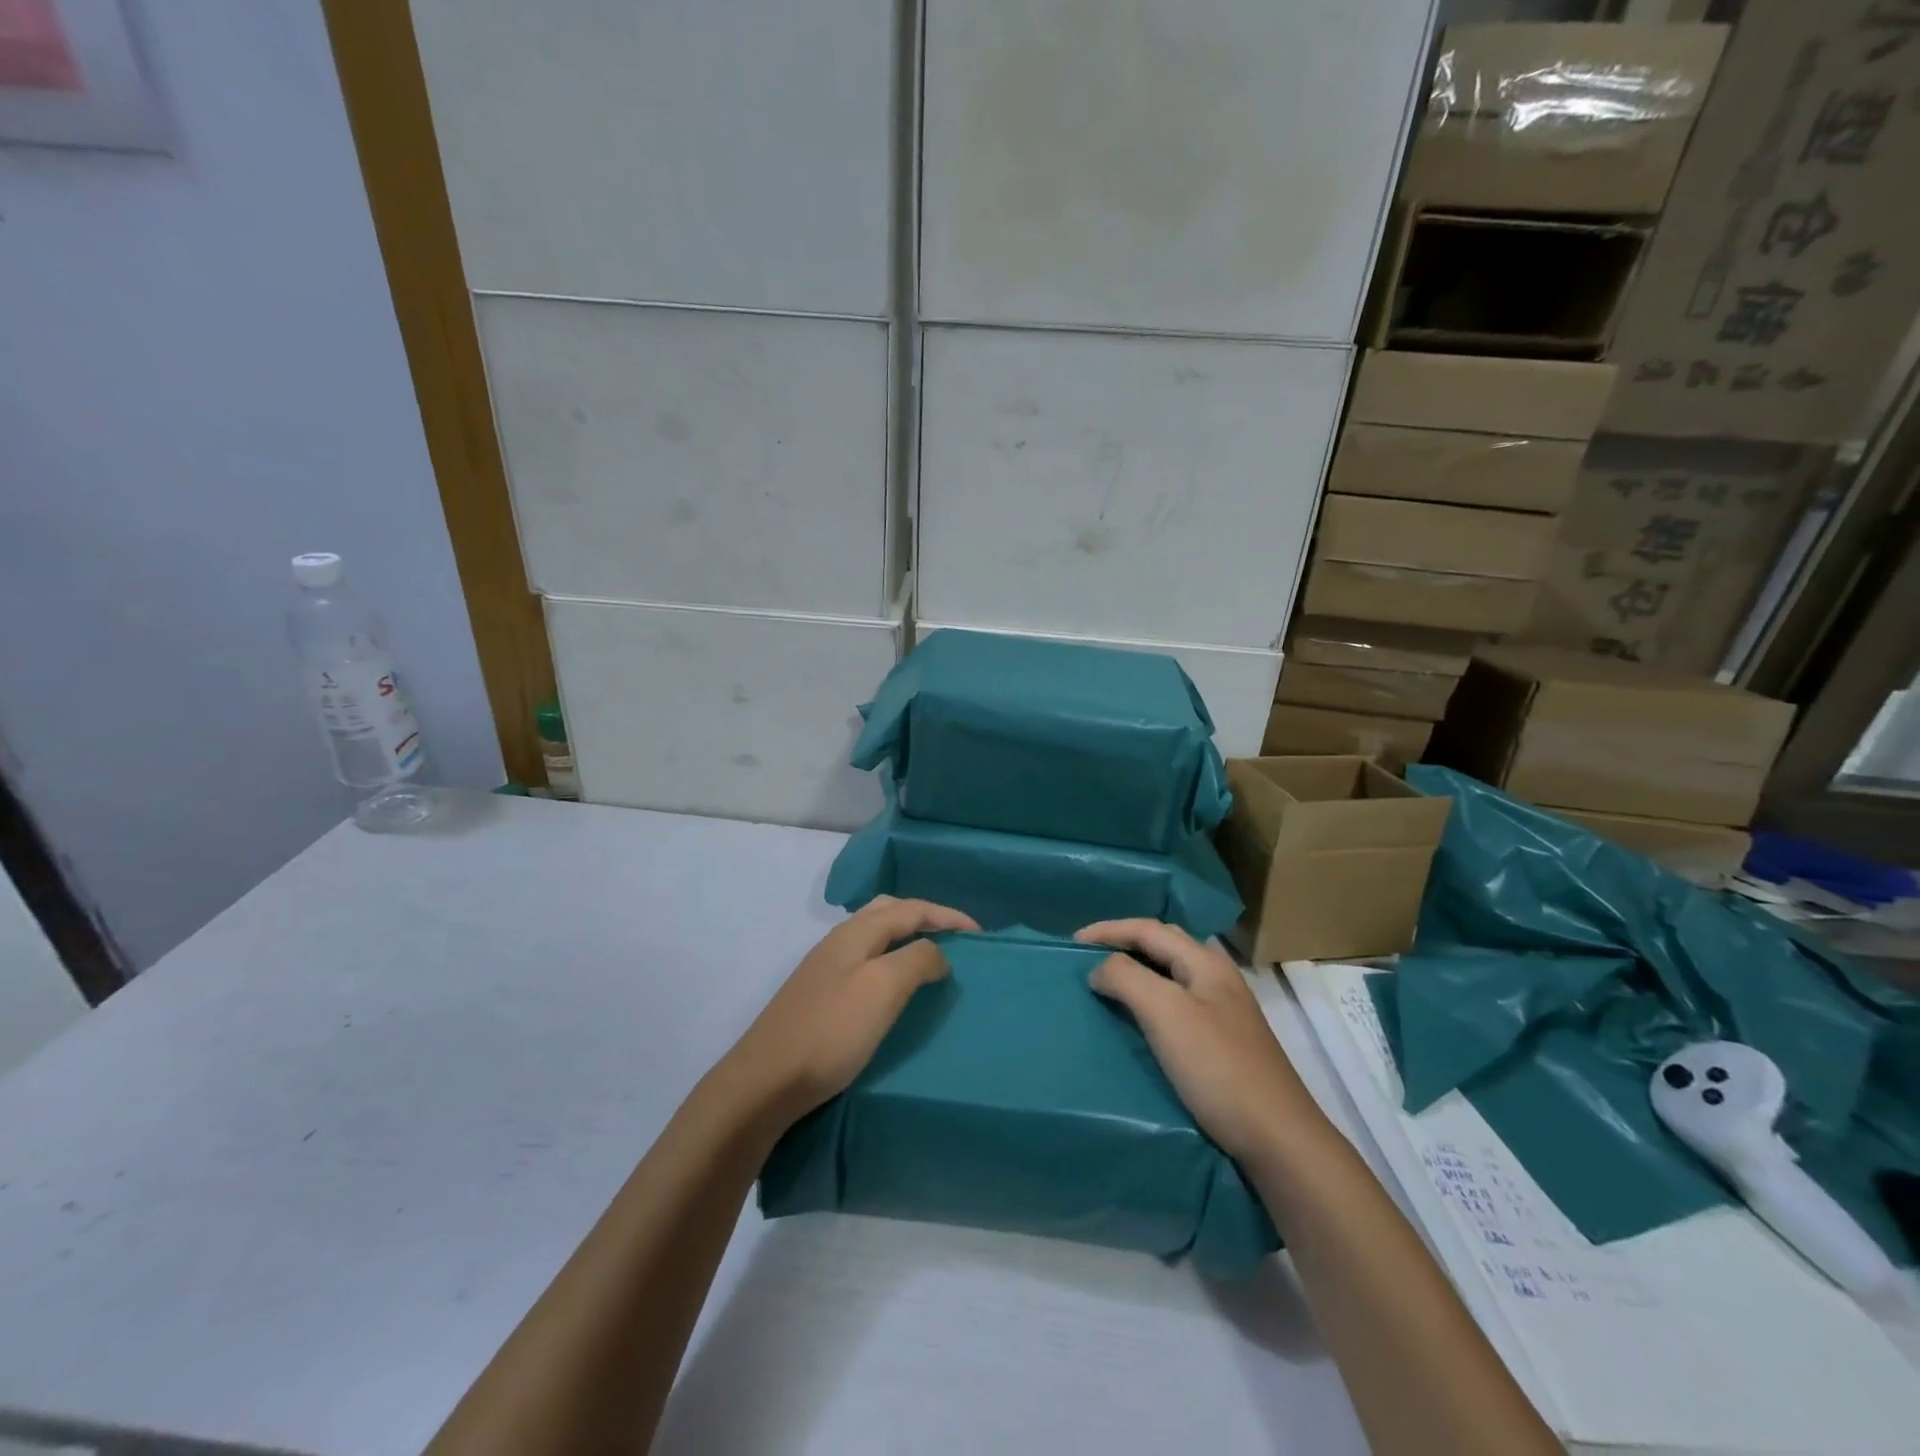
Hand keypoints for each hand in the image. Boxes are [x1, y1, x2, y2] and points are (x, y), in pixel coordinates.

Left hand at [722, 896, 978, 1125]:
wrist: (764, 1082)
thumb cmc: (831, 1032)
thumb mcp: (883, 989)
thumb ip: (917, 960)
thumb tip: (937, 953)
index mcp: (856, 933)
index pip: (911, 909)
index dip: (947, 916)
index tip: (980, 933)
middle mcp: (839, 941)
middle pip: (888, 912)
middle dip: (924, 917)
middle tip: (954, 937)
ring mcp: (825, 968)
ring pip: (874, 935)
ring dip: (905, 937)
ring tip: (931, 957)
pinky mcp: (819, 995)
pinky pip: (865, 960)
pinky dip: (889, 959)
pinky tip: (893, 985)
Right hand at [1077, 919, 1323, 1162]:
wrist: (1277, 1139)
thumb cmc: (1218, 1069)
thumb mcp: (1166, 1014)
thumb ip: (1127, 978)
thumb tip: (1099, 967)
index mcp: (1206, 963)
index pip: (1148, 929)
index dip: (1108, 930)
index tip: (1070, 944)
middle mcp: (1217, 978)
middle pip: (1163, 943)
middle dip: (1124, 942)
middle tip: (1089, 957)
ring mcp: (1223, 1010)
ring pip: (1171, 973)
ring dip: (1137, 969)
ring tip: (1106, 982)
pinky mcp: (1222, 1040)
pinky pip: (1176, 1002)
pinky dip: (1149, 997)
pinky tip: (1138, 1018)